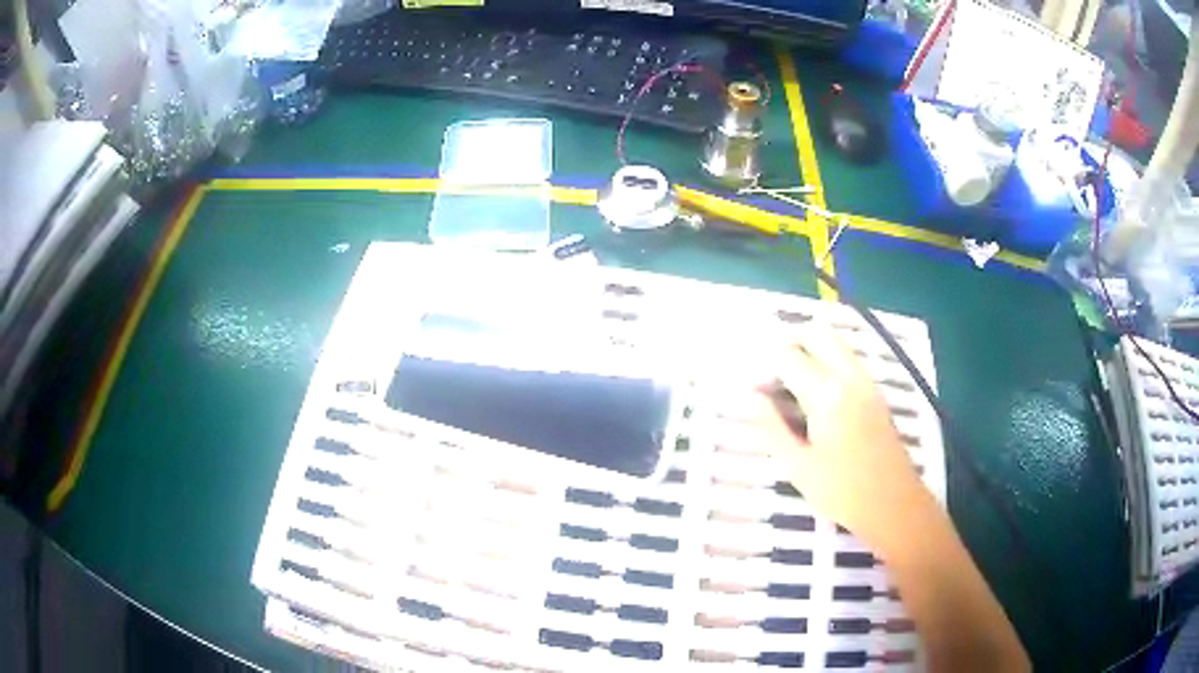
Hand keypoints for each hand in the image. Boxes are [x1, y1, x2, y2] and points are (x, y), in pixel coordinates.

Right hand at [753, 326, 932, 546]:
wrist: (895, 505)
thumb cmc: (843, 492)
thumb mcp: (797, 467)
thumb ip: (771, 427)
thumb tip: (750, 397)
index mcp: (828, 395)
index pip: (787, 356)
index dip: (762, 364)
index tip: (749, 385)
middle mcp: (850, 377)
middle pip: (815, 333)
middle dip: (786, 341)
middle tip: (765, 369)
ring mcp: (866, 382)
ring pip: (835, 341)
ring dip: (807, 347)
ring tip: (786, 379)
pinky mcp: (875, 392)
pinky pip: (847, 358)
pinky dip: (825, 358)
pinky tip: (812, 391)